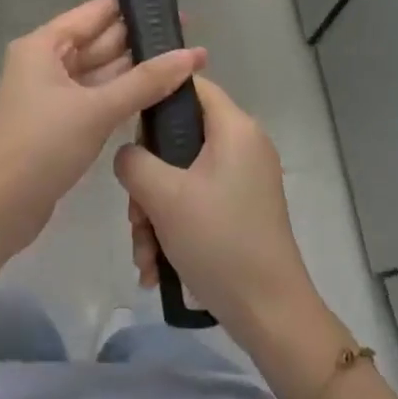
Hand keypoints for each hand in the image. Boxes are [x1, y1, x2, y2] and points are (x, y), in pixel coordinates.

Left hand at [0, 0, 206, 263]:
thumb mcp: (97, 110)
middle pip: (101, 41)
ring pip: (102, 71)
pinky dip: (125, 94)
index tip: (172, 4)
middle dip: (142, 40)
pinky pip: (99, 96)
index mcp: (44, 45)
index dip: (133, 6)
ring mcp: (54, 93)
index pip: (95, 12)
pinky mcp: (62, 121)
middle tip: (189, 36)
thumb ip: (146, 81)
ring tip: (185, 62)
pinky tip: (160, 93)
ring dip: (138, 69)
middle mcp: (47, 62)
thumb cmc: (42, 147)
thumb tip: (193, 55)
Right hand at [114, 75, 318, 336]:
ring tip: (144, 251)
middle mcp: (243, 145)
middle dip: (148, 179)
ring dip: (154, 212)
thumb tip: (128, 155)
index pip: (191, 84)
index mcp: (234, 128)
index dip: (155, 97)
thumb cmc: (218, 241)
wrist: (270, 313)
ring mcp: (243, 179)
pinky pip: (197, 201)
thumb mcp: (163, 196)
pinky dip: (173, 227)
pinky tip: (155, 265)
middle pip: (179, 137)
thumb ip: (133, 161)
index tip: (127, 129)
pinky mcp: (240, 209)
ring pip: (182, 176)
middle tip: (136, 213)